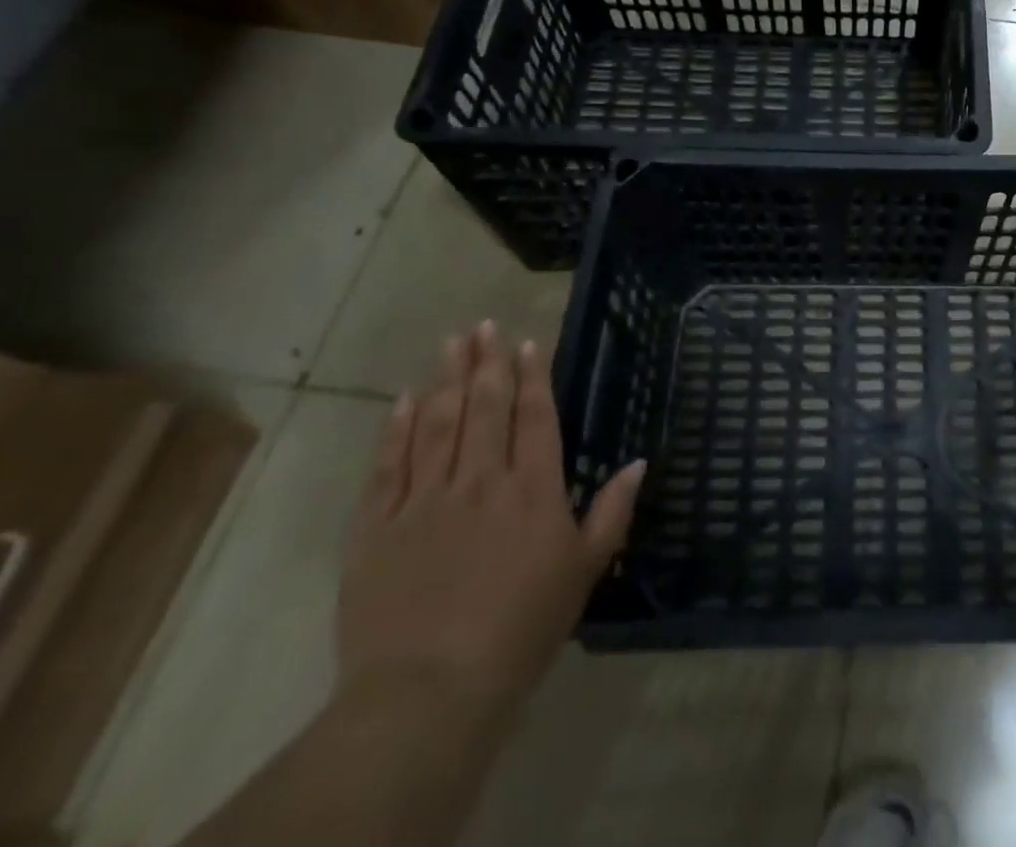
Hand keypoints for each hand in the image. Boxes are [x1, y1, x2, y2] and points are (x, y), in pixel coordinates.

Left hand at [337, 322, 643, 723]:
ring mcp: (424, 499)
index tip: (525, 342)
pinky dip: (395, 429)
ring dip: (446, 380)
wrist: (430, 691)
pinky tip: (403, 400)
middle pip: (484, 407)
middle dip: (486, 362)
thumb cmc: (523, 628)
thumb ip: (612, 511)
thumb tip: (639, 461)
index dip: (532, 375)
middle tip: (484, 324)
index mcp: (533, 488)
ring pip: (436, 424)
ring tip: (451, 343)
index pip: (534, 416)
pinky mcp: (376, 528)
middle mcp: (480, 479)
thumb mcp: (585, 571)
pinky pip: (387, 466)